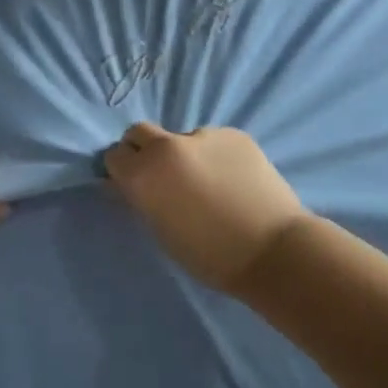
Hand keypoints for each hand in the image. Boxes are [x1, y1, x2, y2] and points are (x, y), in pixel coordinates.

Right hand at [102, 123, 305, 291]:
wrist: (272, 248)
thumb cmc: (209, 255)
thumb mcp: (161, 231)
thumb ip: (141, 199)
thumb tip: (128, 184)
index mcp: (143, 174)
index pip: (114, 156)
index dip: (122, 170)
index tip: (133, 184)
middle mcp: (167, 146)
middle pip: (140, 132)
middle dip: (143, 149)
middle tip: (161, 175)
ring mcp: (203, 135)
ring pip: (181, 139)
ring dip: (186, 155)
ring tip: (211, 183)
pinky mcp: (234, 134)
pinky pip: (214, 142)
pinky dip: (216, 156)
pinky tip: (234, 180)